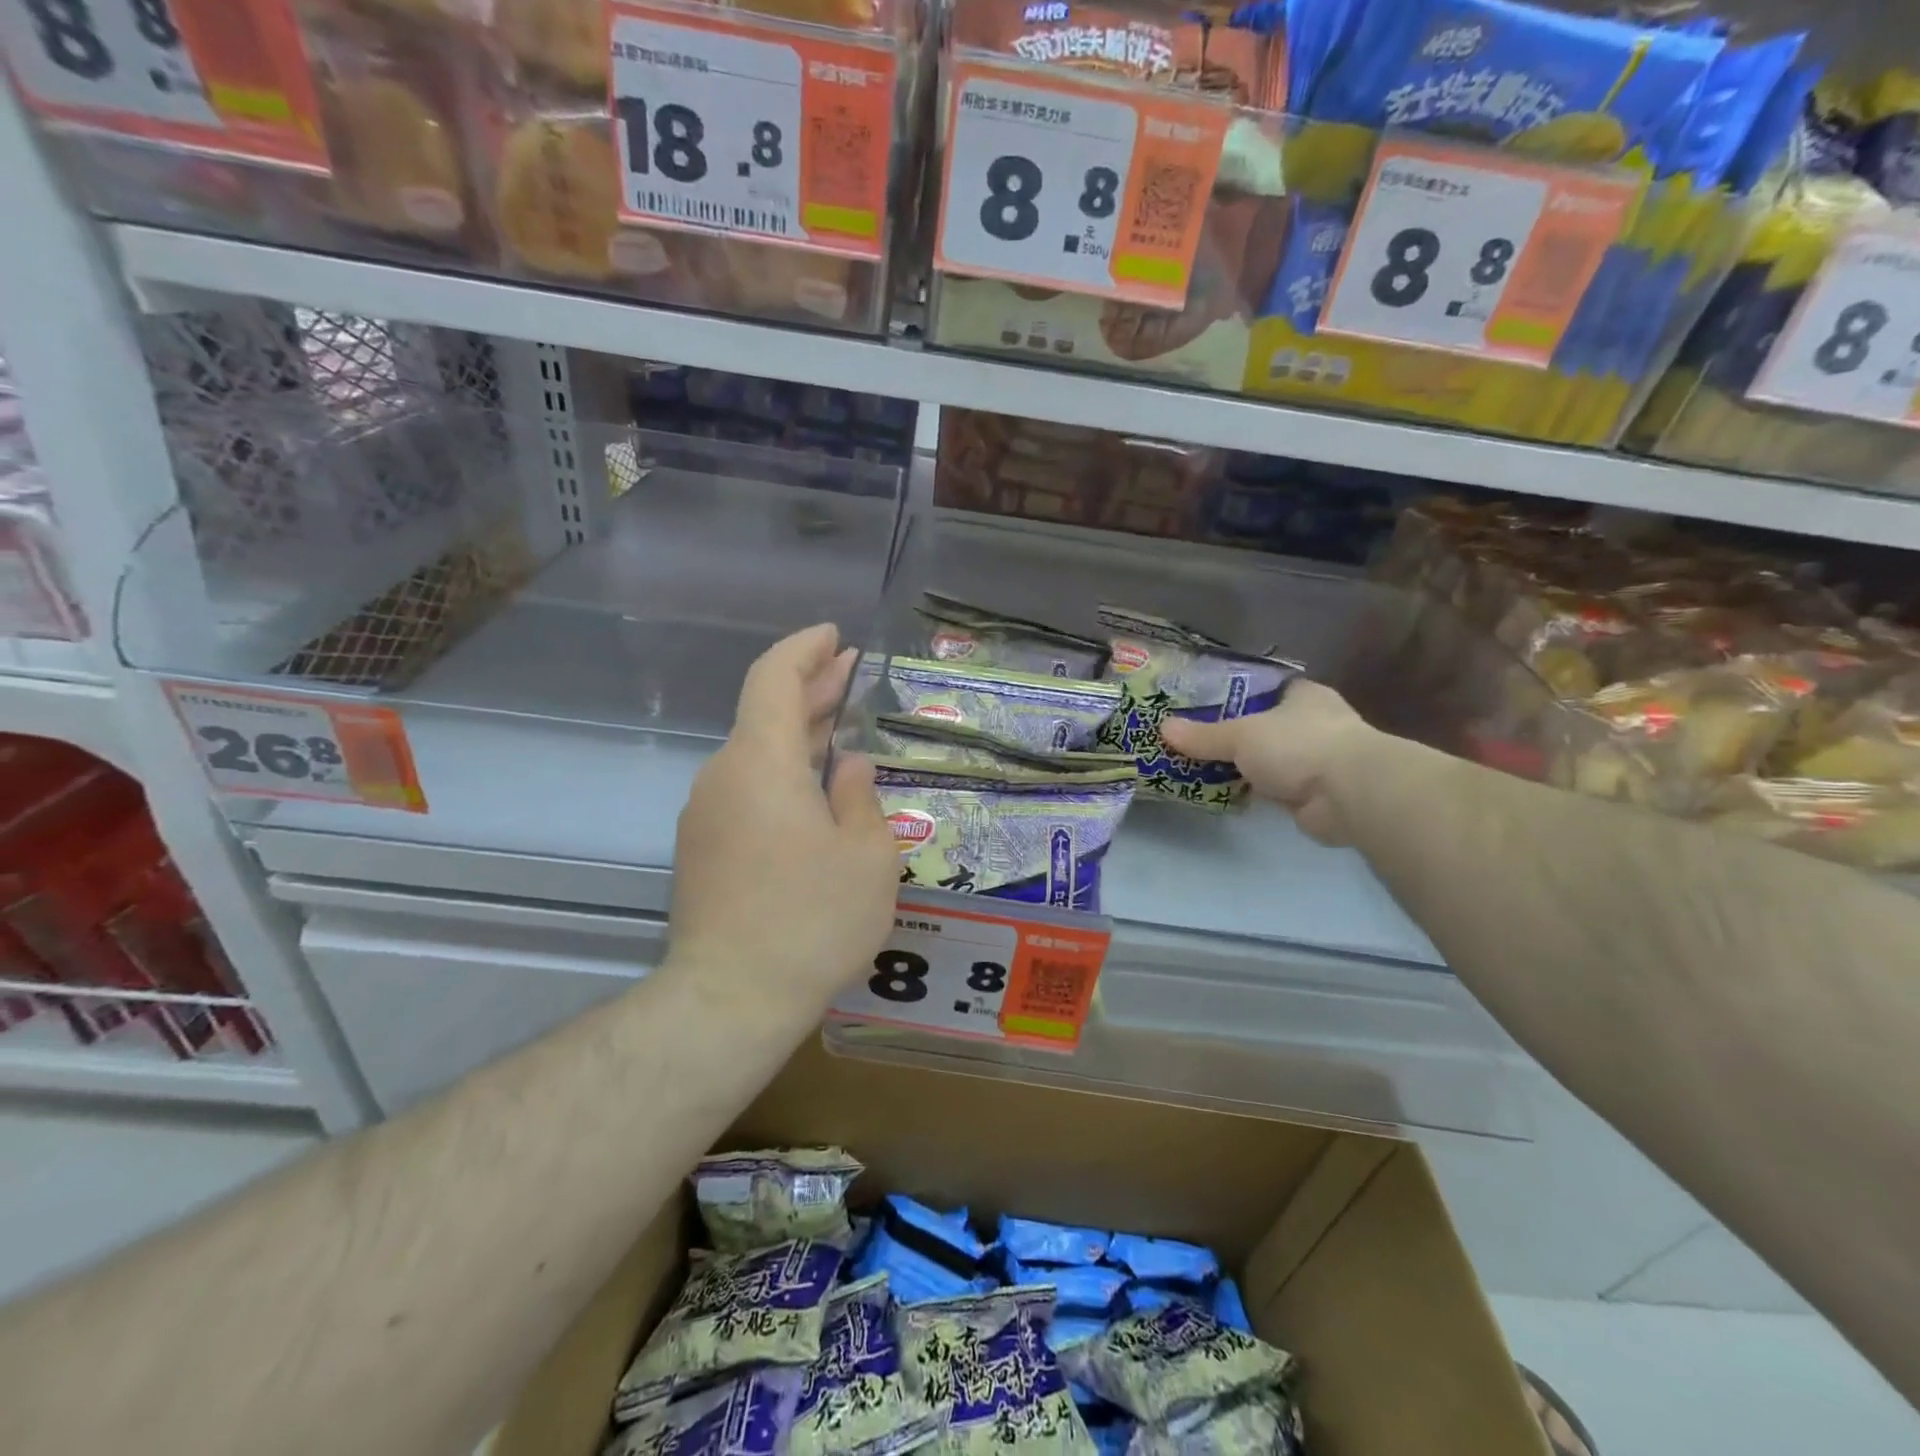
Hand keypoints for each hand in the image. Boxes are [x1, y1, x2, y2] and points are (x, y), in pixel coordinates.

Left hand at [670, 625, 899, 1009]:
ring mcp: (707, 814)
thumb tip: (848, 767)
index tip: (835, 637)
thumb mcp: (867, 856)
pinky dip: (783, 771)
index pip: (773, 678)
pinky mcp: (704, 848)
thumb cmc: (812, 920)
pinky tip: (815, 787)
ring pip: (757, 754)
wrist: (730, 999)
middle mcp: (724, 776)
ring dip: (798, 733)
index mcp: (762, 763)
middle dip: (809, 687)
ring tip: (840, 724)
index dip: (804, 649)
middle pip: (764, 712)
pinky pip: (748, 788)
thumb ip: (860, 797)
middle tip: (850, 669)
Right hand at [1160, 679, 1373, 844]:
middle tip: (1191, 737)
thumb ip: (1204, 735)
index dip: (1235, 693)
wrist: (1348, 794)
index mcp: (1302, 696)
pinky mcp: (1312, 794)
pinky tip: (1222, 792)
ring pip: (1267, 758)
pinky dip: (1252, 790)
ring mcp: (1315, 760)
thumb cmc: (1298, 745)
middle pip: (1263, 724)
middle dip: (1232, 733)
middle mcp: (1312, 723)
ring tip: (1197, 765)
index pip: (1265, 687)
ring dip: (1242, 765)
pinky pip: (1271, 788)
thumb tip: (1163, 729)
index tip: (1201, 702)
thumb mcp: (1241, 735)